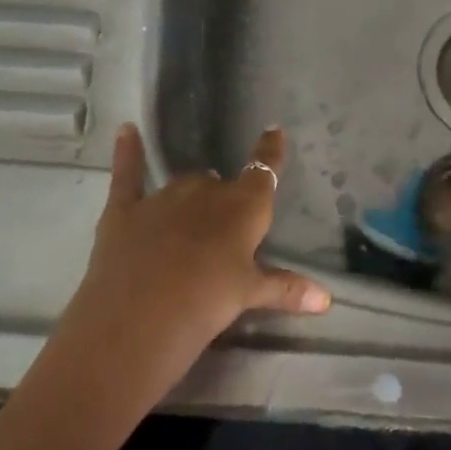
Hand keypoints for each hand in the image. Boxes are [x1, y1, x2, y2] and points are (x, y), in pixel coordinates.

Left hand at [54, 124, 329, 404]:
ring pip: (183, 184)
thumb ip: (285, 289)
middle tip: (222, 231)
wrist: (139, 319)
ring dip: (190, 196)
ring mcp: (163, 198)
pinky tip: (125, 130)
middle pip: (219, 184)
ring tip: (189, 220)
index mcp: (243, 207)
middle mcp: (205, 191)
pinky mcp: (124, 210)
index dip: (270, 151)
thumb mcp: (249, 295)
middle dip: (223, 200)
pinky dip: (127, 152)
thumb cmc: (207, 303)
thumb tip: (326, 299)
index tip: (274, 130)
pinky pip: (128, 174)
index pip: (263, 171)